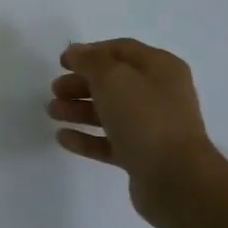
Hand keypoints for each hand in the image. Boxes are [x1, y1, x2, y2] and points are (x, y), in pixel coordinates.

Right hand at [48, 39, 226, 227]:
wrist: (174, 177)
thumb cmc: (145, 118)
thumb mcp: (114, 79)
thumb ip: (90, 61)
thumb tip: (75, 52)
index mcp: (160, 69)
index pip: (122, 50)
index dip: (90, 52)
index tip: (61, 62)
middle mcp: (159, 94)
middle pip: (114, 82)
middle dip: (81, 84)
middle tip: (54, 90)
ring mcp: (151, 127)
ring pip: (109, 112)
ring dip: (79, 109)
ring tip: (52, 112)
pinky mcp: (141, 155)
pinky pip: (109, 141)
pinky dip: (86, 138)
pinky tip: (62, 137)